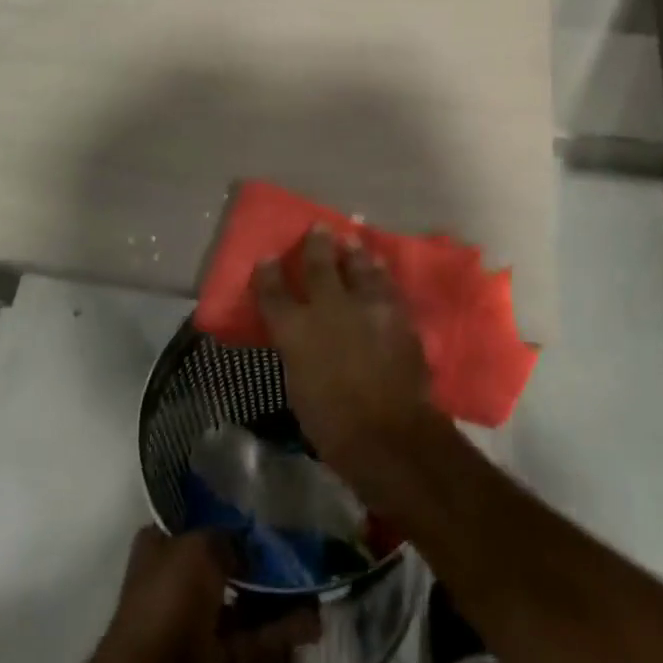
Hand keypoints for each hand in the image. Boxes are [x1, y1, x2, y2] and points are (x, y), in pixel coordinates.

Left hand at [70, 529, 319, 662]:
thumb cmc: (170, 597)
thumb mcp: (199, 546)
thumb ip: (227, 537)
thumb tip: (250, 541)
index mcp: (162, 547)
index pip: (196, 521)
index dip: (225, 514)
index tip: (260, 508)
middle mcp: (178, 581)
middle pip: (226, 564)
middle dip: (260, 562)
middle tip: (298, 550)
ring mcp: (197, 623)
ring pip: (244, 604)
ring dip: (278, 599)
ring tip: (315, 587)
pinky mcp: (216, 660)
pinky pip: (253, 641)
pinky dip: (280, 634)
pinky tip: (312, 623)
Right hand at [255, 228, 445, 503]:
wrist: (390, 435)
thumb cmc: (333, 426)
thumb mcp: (299, 388)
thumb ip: (298, 353)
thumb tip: (301, 338)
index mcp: (296, 331)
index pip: (273, 293)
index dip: (268, 273)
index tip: (266, 258)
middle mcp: (328, 309)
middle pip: (320, 265)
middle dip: (316, 244)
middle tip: (318, 227)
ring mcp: (365, 307)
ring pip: (359, 267)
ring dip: (354, 253)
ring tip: (352, 242)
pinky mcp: (396, 314)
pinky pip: (386, 284)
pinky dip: (380, 273)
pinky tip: (379, 267)